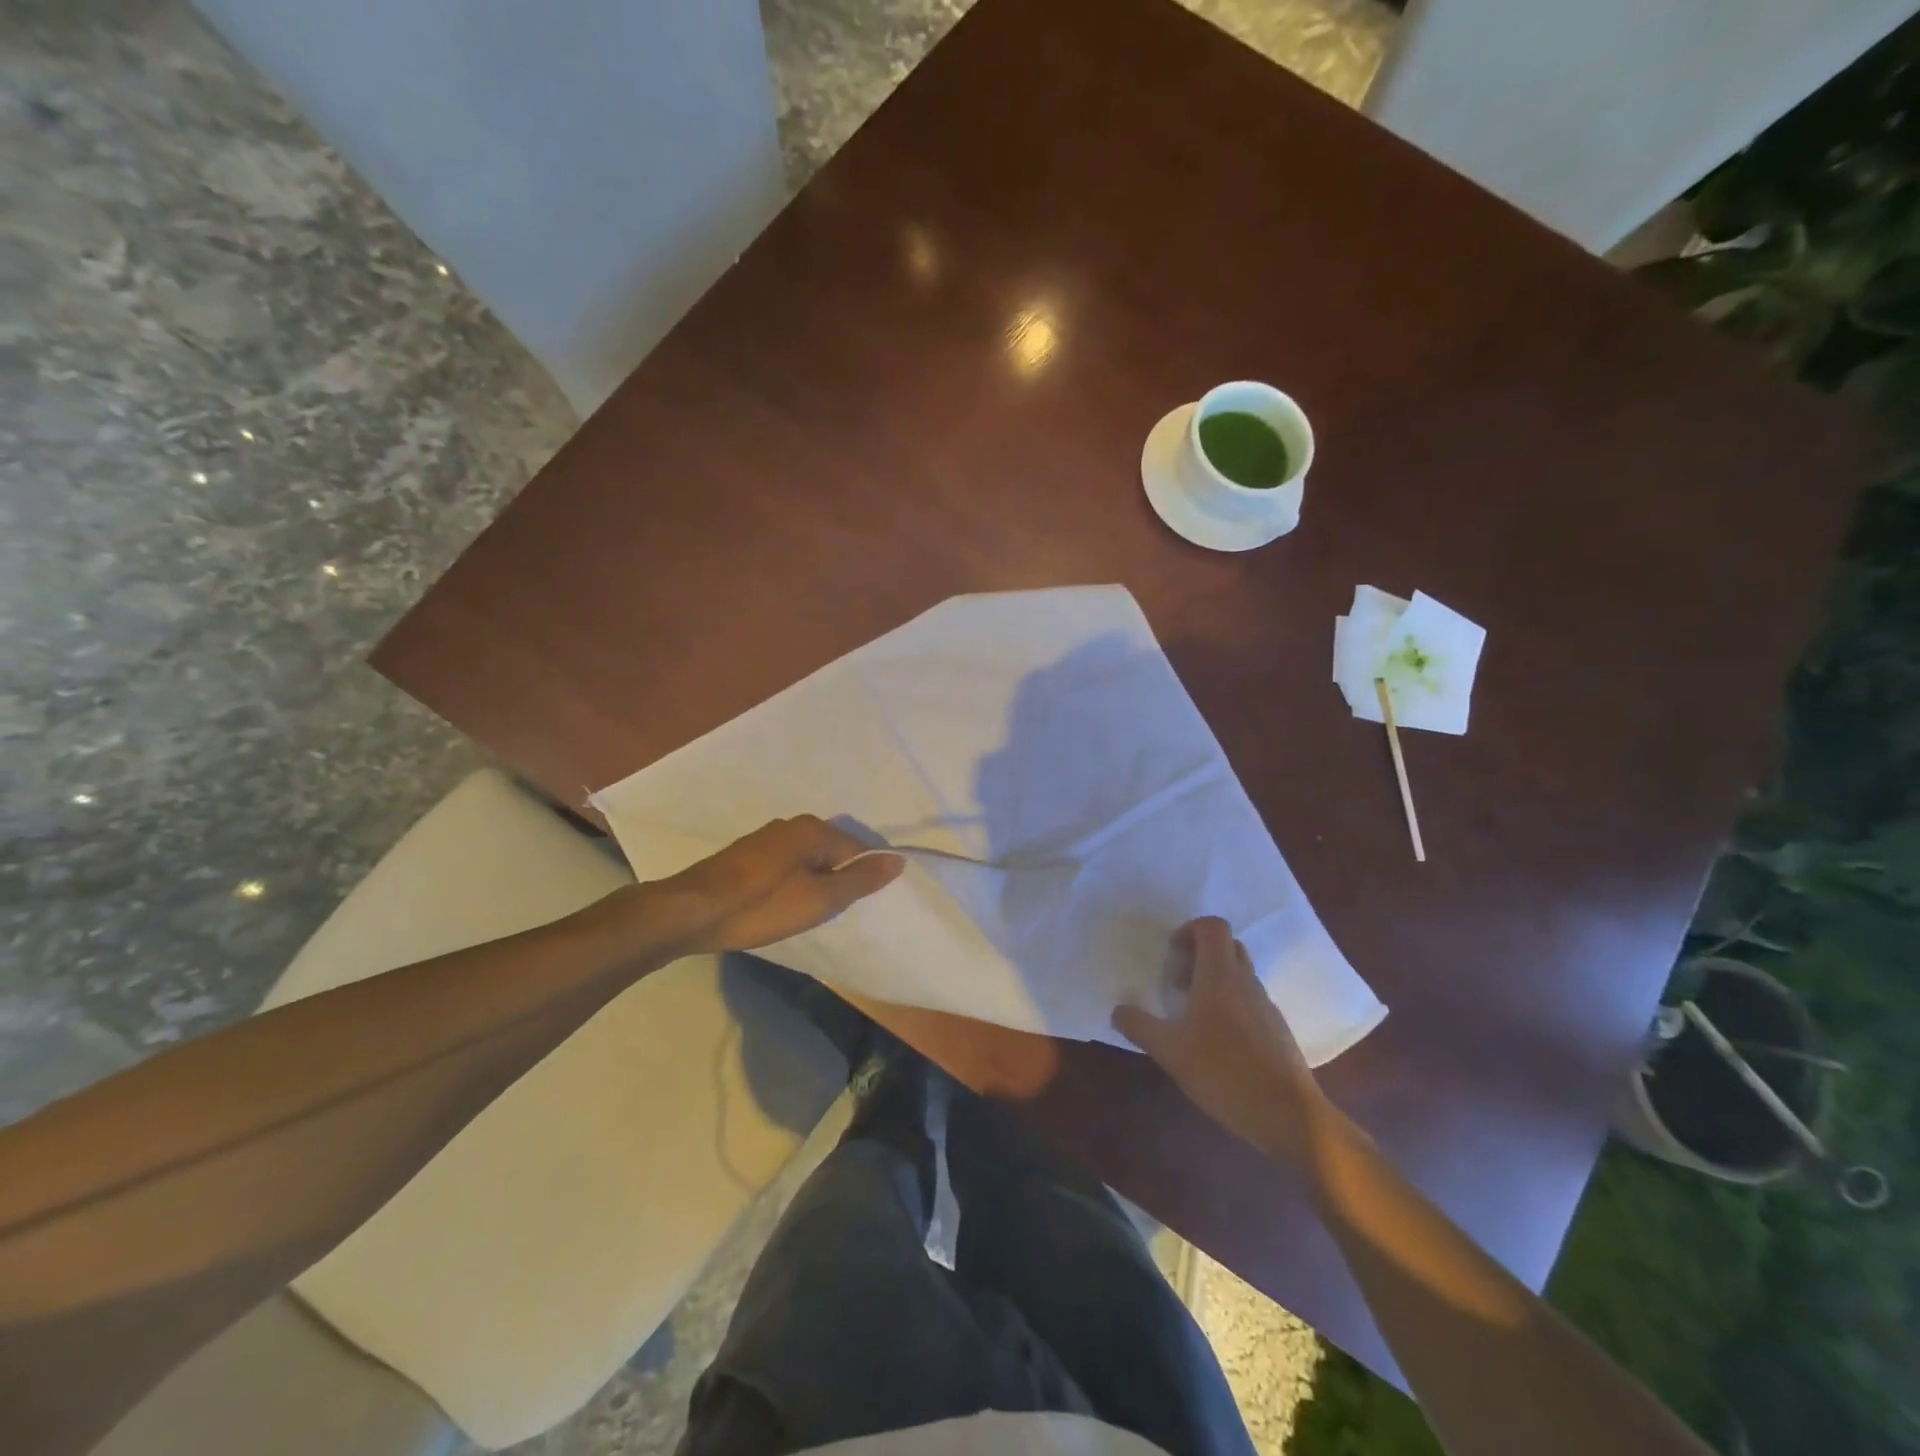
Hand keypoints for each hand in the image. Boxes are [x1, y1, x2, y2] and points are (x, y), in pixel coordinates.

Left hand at [644, 816, 904, 953]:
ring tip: (804, 913)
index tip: (855, 906)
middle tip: (829, 914)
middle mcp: (791, 825)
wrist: (690, 912)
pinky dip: (791, 884)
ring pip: (807, 860)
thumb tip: (898, 861)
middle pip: (832, 853)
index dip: (862, 880)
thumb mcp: (819, 899)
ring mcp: (766, 838)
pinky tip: (779, 905)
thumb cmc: (761, 906)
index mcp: (813, 830)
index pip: (857, 851)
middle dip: (836, 881)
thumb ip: (860, 880)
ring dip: (812, 883)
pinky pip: (785, 865)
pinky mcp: (746, 855)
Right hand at [1112, 917, 1326, 1159]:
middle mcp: (1246, 981)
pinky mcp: (1278, 1030)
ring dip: (1215, 981)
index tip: (1172, 956)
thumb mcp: (1170, 1051)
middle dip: (1200, 954)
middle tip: (1178, 982)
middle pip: (1227, 945)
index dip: (1189, 930)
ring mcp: (1266, 1005)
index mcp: (1220, 975)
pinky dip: (1231, 1006)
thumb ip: (1140, 1026)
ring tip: (1192, 1015)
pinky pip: (1251, 1001)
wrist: (1289, 1116)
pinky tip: (1217, 1043)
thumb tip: (1118, 1010)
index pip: (1212, 926)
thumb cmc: (1225, 1073)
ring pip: (1240, 974)